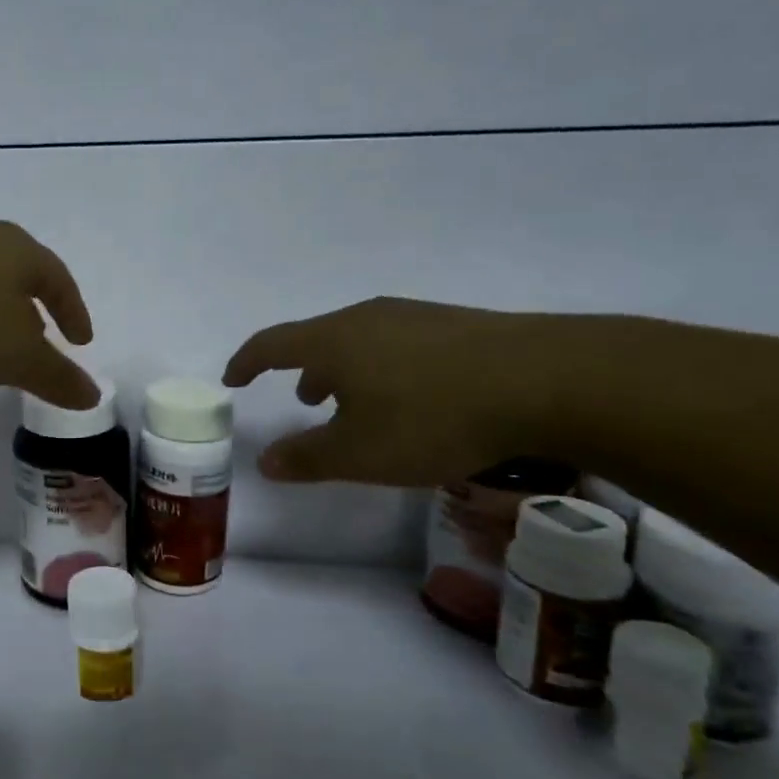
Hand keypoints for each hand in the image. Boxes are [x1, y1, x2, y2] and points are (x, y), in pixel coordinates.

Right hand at [222, 297, 557, 486]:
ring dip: (345, 369)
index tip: (233, 377)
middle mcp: (365, 318)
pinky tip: (412, 395)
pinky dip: (383, 367)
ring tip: (356, 401)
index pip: (271, 343)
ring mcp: (412, 316)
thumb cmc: (432, 418)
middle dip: (303, 369)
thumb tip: (264, 461)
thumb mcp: (361, 453)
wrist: (545, 380)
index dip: (246, 361)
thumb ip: (307, 458)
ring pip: (360, 340)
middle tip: (305, 400)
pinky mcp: (454, 324)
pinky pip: (397, 342)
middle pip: (318, 338)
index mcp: (332, 341)